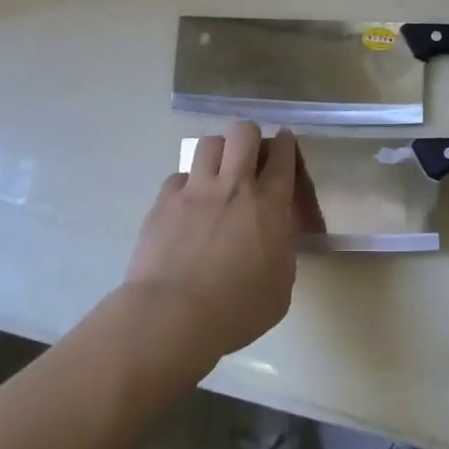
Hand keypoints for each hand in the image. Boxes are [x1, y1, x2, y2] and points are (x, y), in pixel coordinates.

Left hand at [124, 122, 305, 359]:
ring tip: (217, 174)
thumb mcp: (281, 287)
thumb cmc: (237, 310)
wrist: (173, 316)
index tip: (284, 144)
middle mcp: (233, 186)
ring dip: (218, 154)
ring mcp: (195, 190)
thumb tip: (276, 234)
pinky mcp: (163, 201)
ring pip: (209, 143)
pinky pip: (178, 176)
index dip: (285, 144)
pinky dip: (186, 185)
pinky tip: (186, 204)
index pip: (282, 156)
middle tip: (250, 157)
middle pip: (243, 132)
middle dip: (250, 137)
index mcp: (268, 204)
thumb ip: (282, 250)